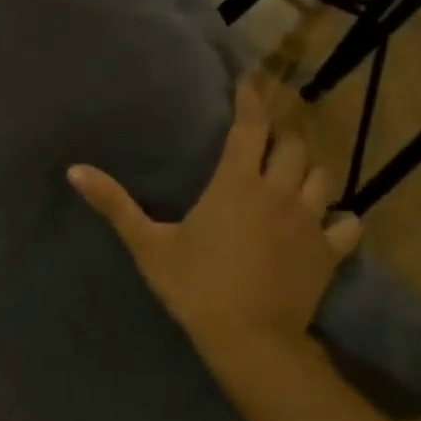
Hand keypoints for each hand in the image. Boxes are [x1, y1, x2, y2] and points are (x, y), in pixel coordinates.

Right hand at [68, 77, 360, 365]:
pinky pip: (347, 222)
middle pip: (293, 145)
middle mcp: (279, 192)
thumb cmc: (195, 287)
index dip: (251, 100)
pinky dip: (339, 216)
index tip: (250, 81)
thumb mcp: (148, 245)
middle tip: (267, 135)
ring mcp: (310, 221)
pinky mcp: (329, 251)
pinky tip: (328, 220)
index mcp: (237, 184)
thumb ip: (114, 204)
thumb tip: (74, 170)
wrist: (249, 338)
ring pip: (322, 175)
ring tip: (294, 169)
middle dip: (281, 133)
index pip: (251, 127)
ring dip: (308, 166)